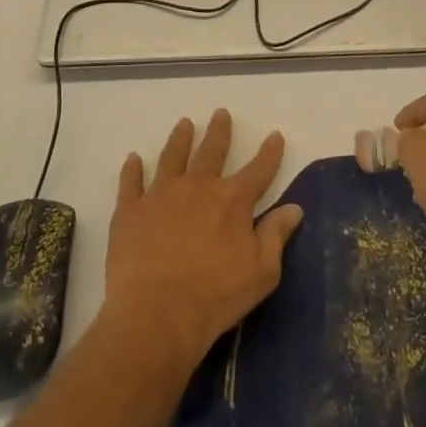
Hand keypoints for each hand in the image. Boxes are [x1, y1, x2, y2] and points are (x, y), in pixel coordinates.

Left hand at [102, 109, 303, 366]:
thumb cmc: (216, 296)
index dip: (270, 152)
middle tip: (221, 113)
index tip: (275, 134)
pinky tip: (133, 158)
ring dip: (180, 139)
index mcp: (232, 201)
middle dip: (219, 131)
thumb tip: (295, 207)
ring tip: (184, 124)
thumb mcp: (262, 272)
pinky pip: (130, 182)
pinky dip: (132, 169)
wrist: (158, 313)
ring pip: (172, 157)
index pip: (258, 169)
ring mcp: (161, 195)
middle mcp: (198, 187)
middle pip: (212, 151)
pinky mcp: (131, 210)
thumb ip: (276, 235)